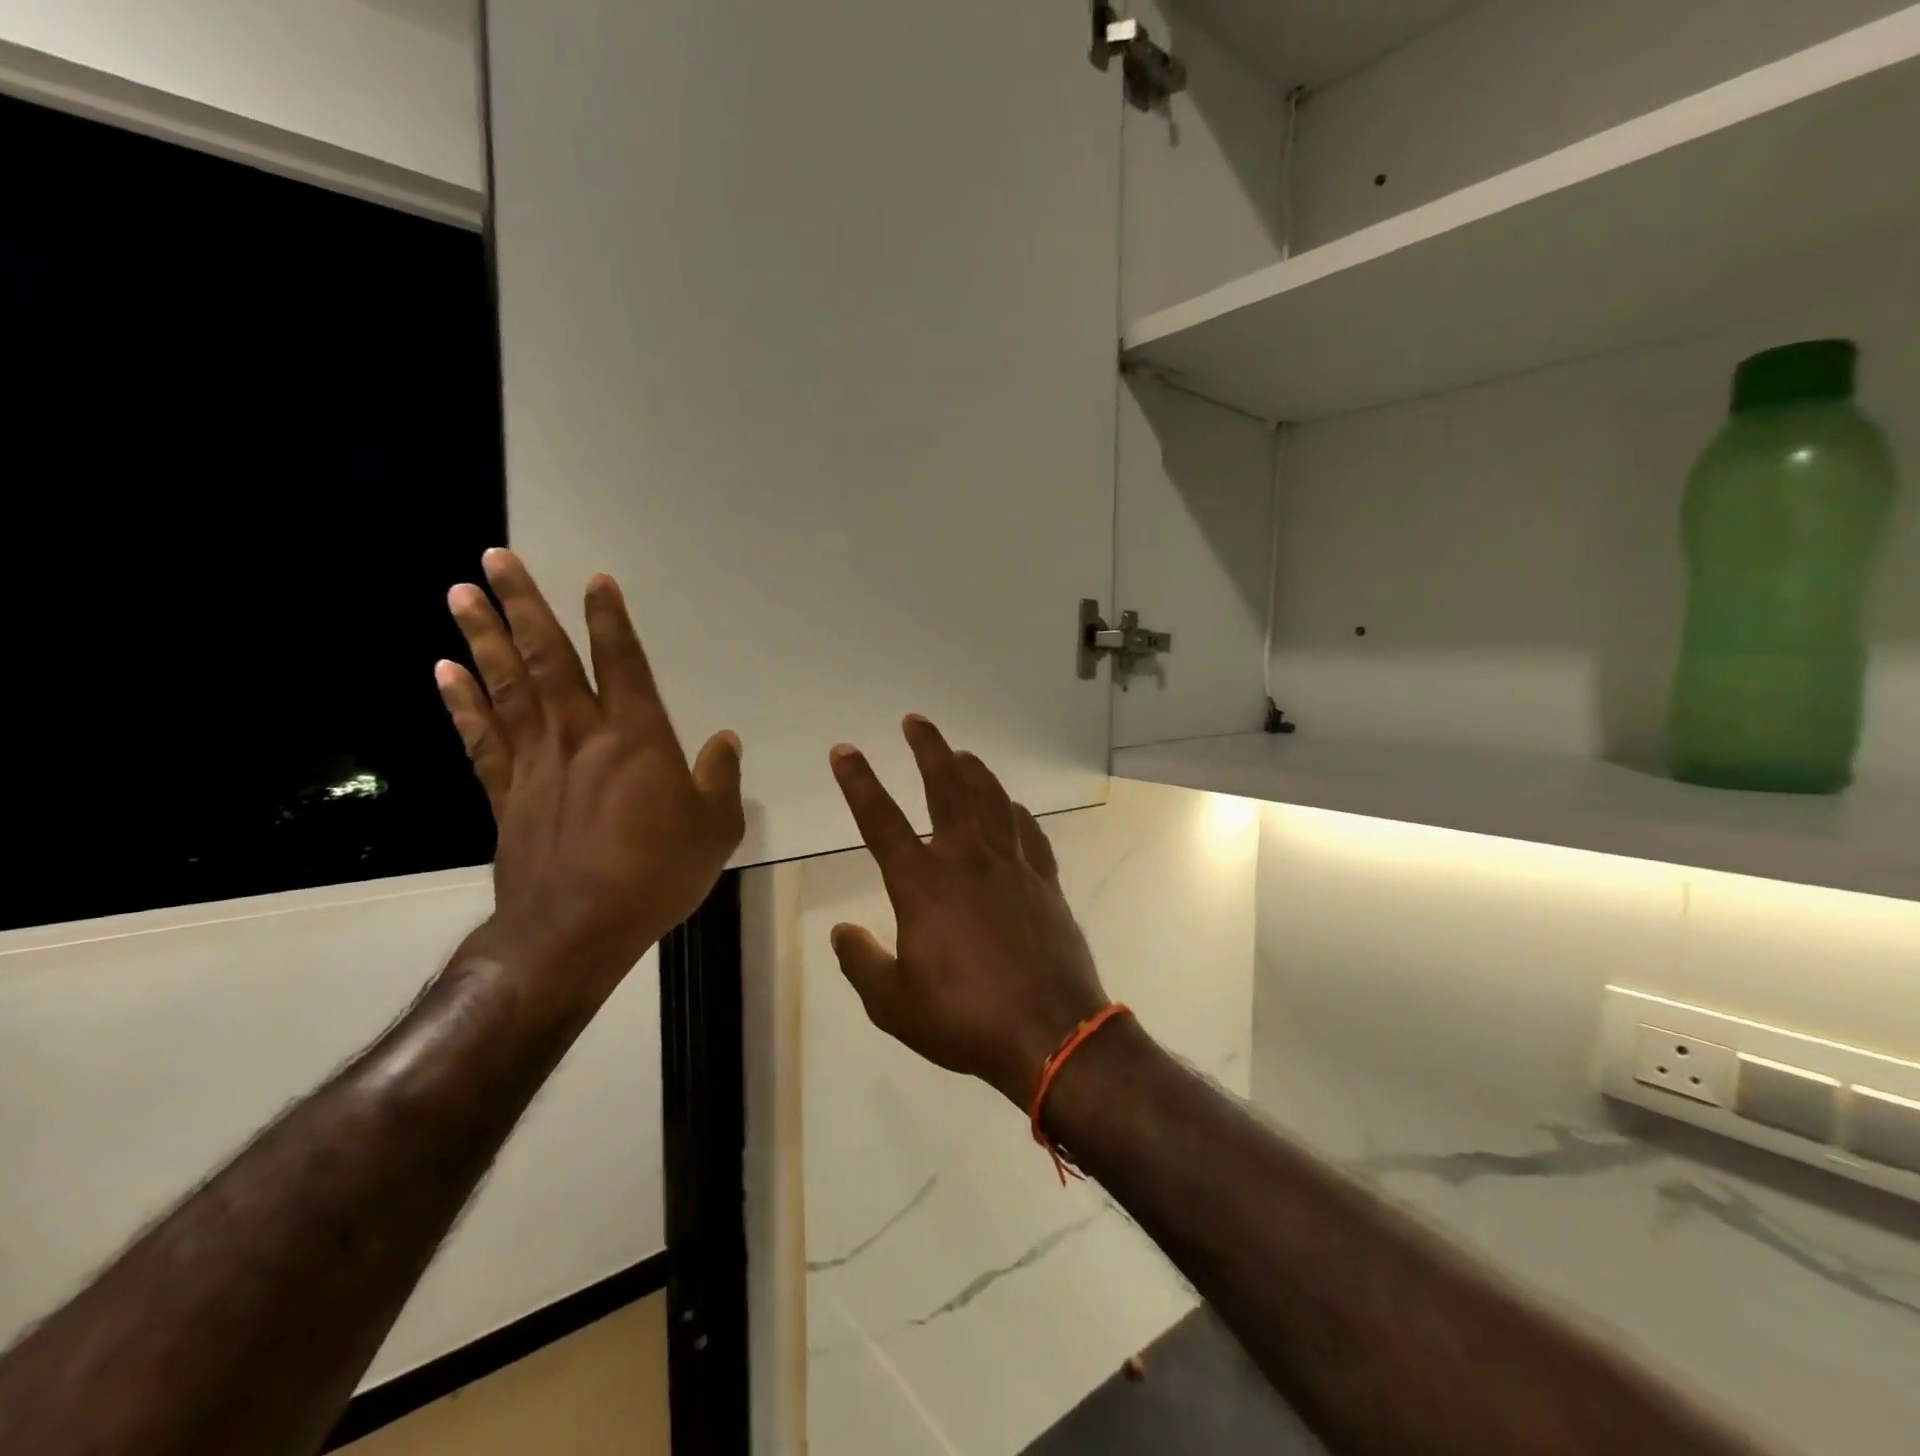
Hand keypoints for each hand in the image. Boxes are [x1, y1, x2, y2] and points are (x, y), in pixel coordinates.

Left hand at [435, 549, 744, 1001]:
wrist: (578, 927)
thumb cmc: (658, 872)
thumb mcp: (716, 827)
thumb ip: (721, 778)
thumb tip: (725, 741)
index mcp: (637, 737)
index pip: (622, 662)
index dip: (609, 619)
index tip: (594, 581)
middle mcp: (581, 734)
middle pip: (546, 658)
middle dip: (522, 605)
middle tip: (494, 558)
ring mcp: (535, 761)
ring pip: (505, 686)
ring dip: (482, 637)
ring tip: (460, 595)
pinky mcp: (506, 793)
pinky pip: (480, 737)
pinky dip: (462, 702)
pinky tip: (445, 672)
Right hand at [828, 716, 1109, 1108]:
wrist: (1050, 1033)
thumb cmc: (964, 1019)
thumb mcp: (893, 1004)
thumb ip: (861, 962)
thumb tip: (841, 931)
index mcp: (923, 884)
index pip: (881, 820)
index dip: (859, 782)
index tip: (845, 751)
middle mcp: (967, 860)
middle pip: (946, 787)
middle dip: (927, 749)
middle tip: (915, 721)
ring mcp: (1012, 865)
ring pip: (992, 799)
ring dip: (973, 770)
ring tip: (961, 752)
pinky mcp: (1045, 881)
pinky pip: (1030, 832)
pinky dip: (1017, 813)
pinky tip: (1013, 808)